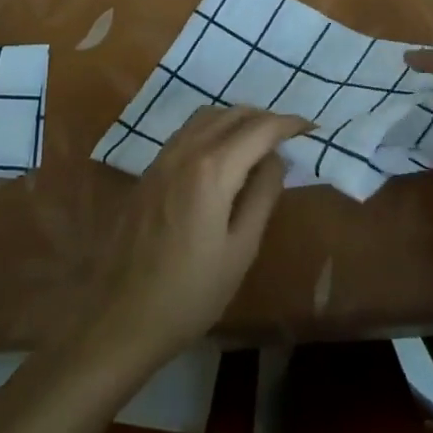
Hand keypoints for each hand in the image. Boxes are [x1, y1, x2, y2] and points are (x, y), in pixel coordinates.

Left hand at [82, 105, 308, 368]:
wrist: (121, 318)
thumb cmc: (190, 294)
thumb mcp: (240, 250)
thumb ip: (262, 196)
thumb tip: (277, 159)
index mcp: (212, 170)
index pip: (259, 129)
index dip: (288, 124)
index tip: (311, 128)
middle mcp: (185, 151)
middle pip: (232, 114)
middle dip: (264, 117)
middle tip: (289, 136)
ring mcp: (162, 158)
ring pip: (206, 116)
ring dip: (237, 119)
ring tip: (259, 140)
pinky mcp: (149, 171)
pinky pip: (187, 132)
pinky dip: (213, 128)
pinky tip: (223, 153)